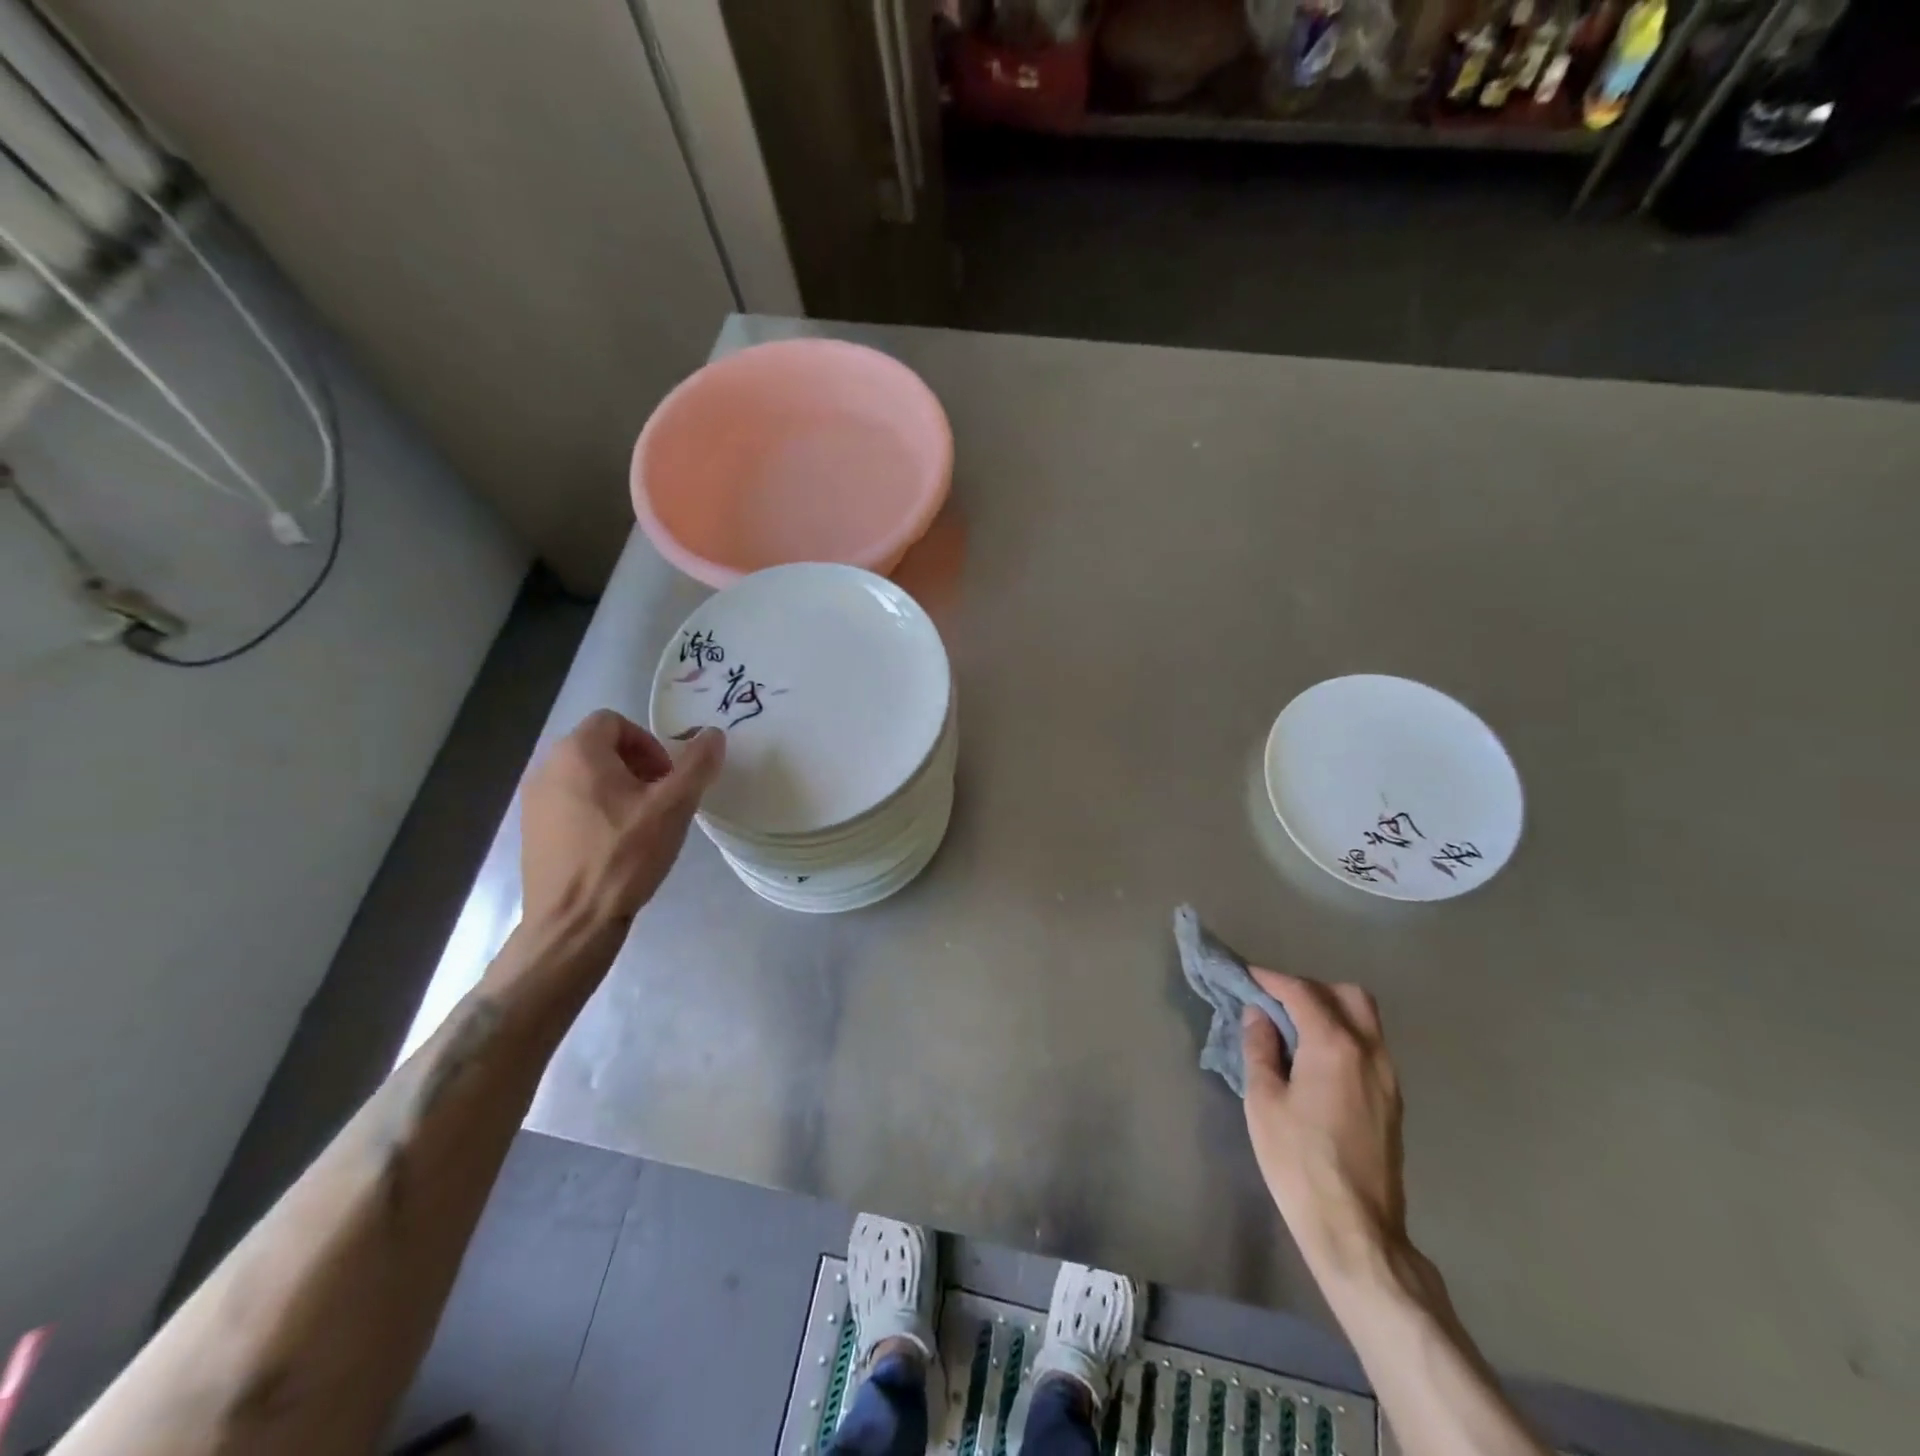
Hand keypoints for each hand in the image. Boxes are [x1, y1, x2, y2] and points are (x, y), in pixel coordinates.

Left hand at [520, 709, 724, 932]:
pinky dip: (594, 810)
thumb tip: (714, 733)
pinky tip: (613, 845)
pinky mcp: (531, 831)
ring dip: (616, 788)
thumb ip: (696, 764)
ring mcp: (533, 801)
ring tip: (639, 823)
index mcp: (577, 753)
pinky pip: (568, 803)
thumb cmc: (624, 856)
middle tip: (660, 799)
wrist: (572, 922)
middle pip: (598, 747)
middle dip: (635, 765)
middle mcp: (547, 768)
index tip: (667, 776)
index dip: (647, 742)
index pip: (613, 721)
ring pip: (583, 776)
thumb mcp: (673, 807)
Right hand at [1242, 968, 1408, 1287]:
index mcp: (1335, 1045)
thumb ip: (1260, 1048)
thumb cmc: (1298, 1160)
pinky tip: (1316, 1061)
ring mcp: (1388, 1078)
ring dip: (1330, 1012)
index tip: (1247, 977)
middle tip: (1276, 1003)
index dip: (1271, 979)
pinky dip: (1343, 1037)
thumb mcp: (1263, 1100)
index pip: (1302, 992)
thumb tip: (1259, 1015)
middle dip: (1310, 989)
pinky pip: (1369, 1048)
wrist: (1354, 1228)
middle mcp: (1370, 1052)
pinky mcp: (1392, 1102)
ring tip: (1293, 1031)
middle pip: (1347, 996)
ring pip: (1365, 1021)